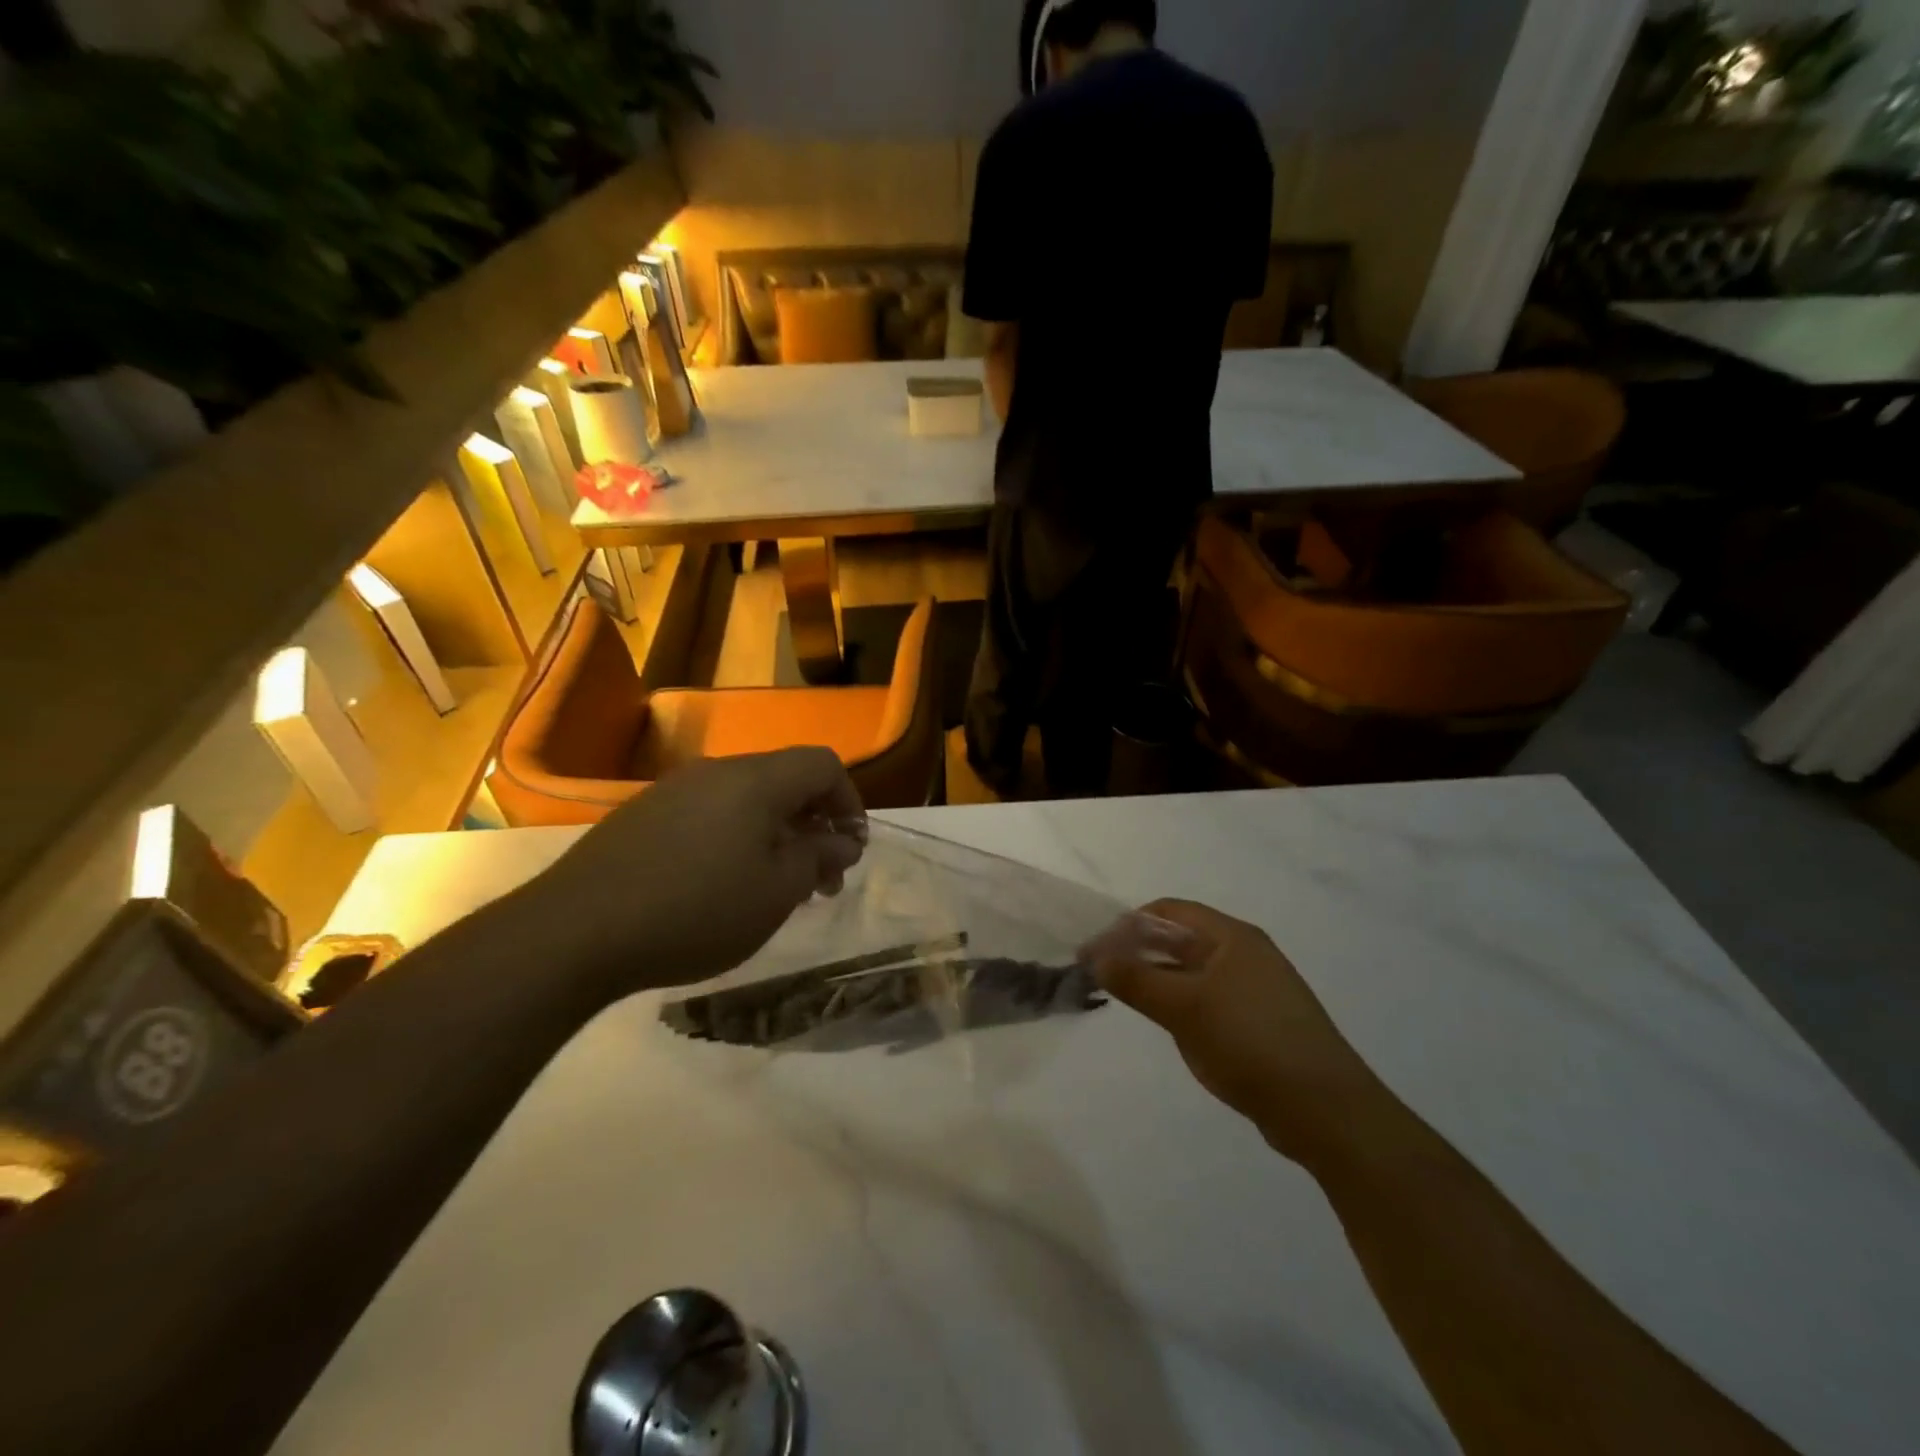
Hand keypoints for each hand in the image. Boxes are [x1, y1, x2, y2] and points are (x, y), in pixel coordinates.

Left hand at [513, 749, 866, 997]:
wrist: (575, 931)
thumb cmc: (697, 910)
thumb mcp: (776, 892)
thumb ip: (818, 858)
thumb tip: (841, 841)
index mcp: (757, 780)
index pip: (823, 765)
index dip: (850, 802)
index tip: (851, 850)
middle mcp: (717, 771)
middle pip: (785, 780)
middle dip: (814, 824)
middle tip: (821, 879)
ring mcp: (674, 790)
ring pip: (746, 799)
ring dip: (776, 834)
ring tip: (775, 886)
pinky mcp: (643, 815)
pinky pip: (709, 813)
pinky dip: (736, 838)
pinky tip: (722, 884)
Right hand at [1084, 900, 1387, 1164]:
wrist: (1326, 1111)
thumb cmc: (1252, 1043)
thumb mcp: (1185, 1008)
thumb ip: (1136, 979)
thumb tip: (1095, 955)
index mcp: (1232, 936)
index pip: (1168, 911)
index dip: (1128, 925)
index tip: (1096, 951)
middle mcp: (1244, 954)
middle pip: (1179, 938)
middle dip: (1138, 952)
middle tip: (1101, 977)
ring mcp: (1254, 989)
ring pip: (1192, 971)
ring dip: (1157, 979)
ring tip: (1126, 1000)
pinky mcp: (1258, 1022)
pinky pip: (1208, 1000)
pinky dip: (1180, 1003)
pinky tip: (1167, 1027)